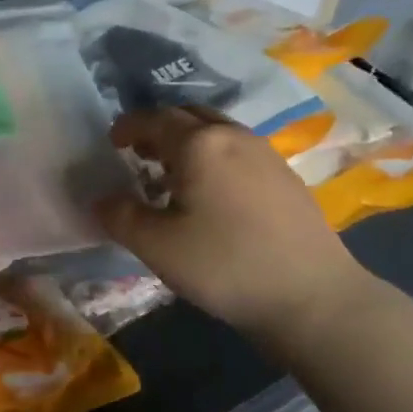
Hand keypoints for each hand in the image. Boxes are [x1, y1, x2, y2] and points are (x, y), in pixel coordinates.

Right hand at [97, 107, 370, 336]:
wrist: (311, 296)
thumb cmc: (224, 265)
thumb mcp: (156, 246)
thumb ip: (120, 216)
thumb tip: (101, 199)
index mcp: (199, 144)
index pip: (154, 119)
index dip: (128, 126)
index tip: (112, 142)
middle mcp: (234, 136)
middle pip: (189, 115)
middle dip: (159, 128)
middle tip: (139, 154)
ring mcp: (266, 154)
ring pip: (217, 131)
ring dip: (188, 141)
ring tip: (172, 175)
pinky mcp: (285, 177)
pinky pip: (238, 151)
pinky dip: (213, 157)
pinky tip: (211, 194)